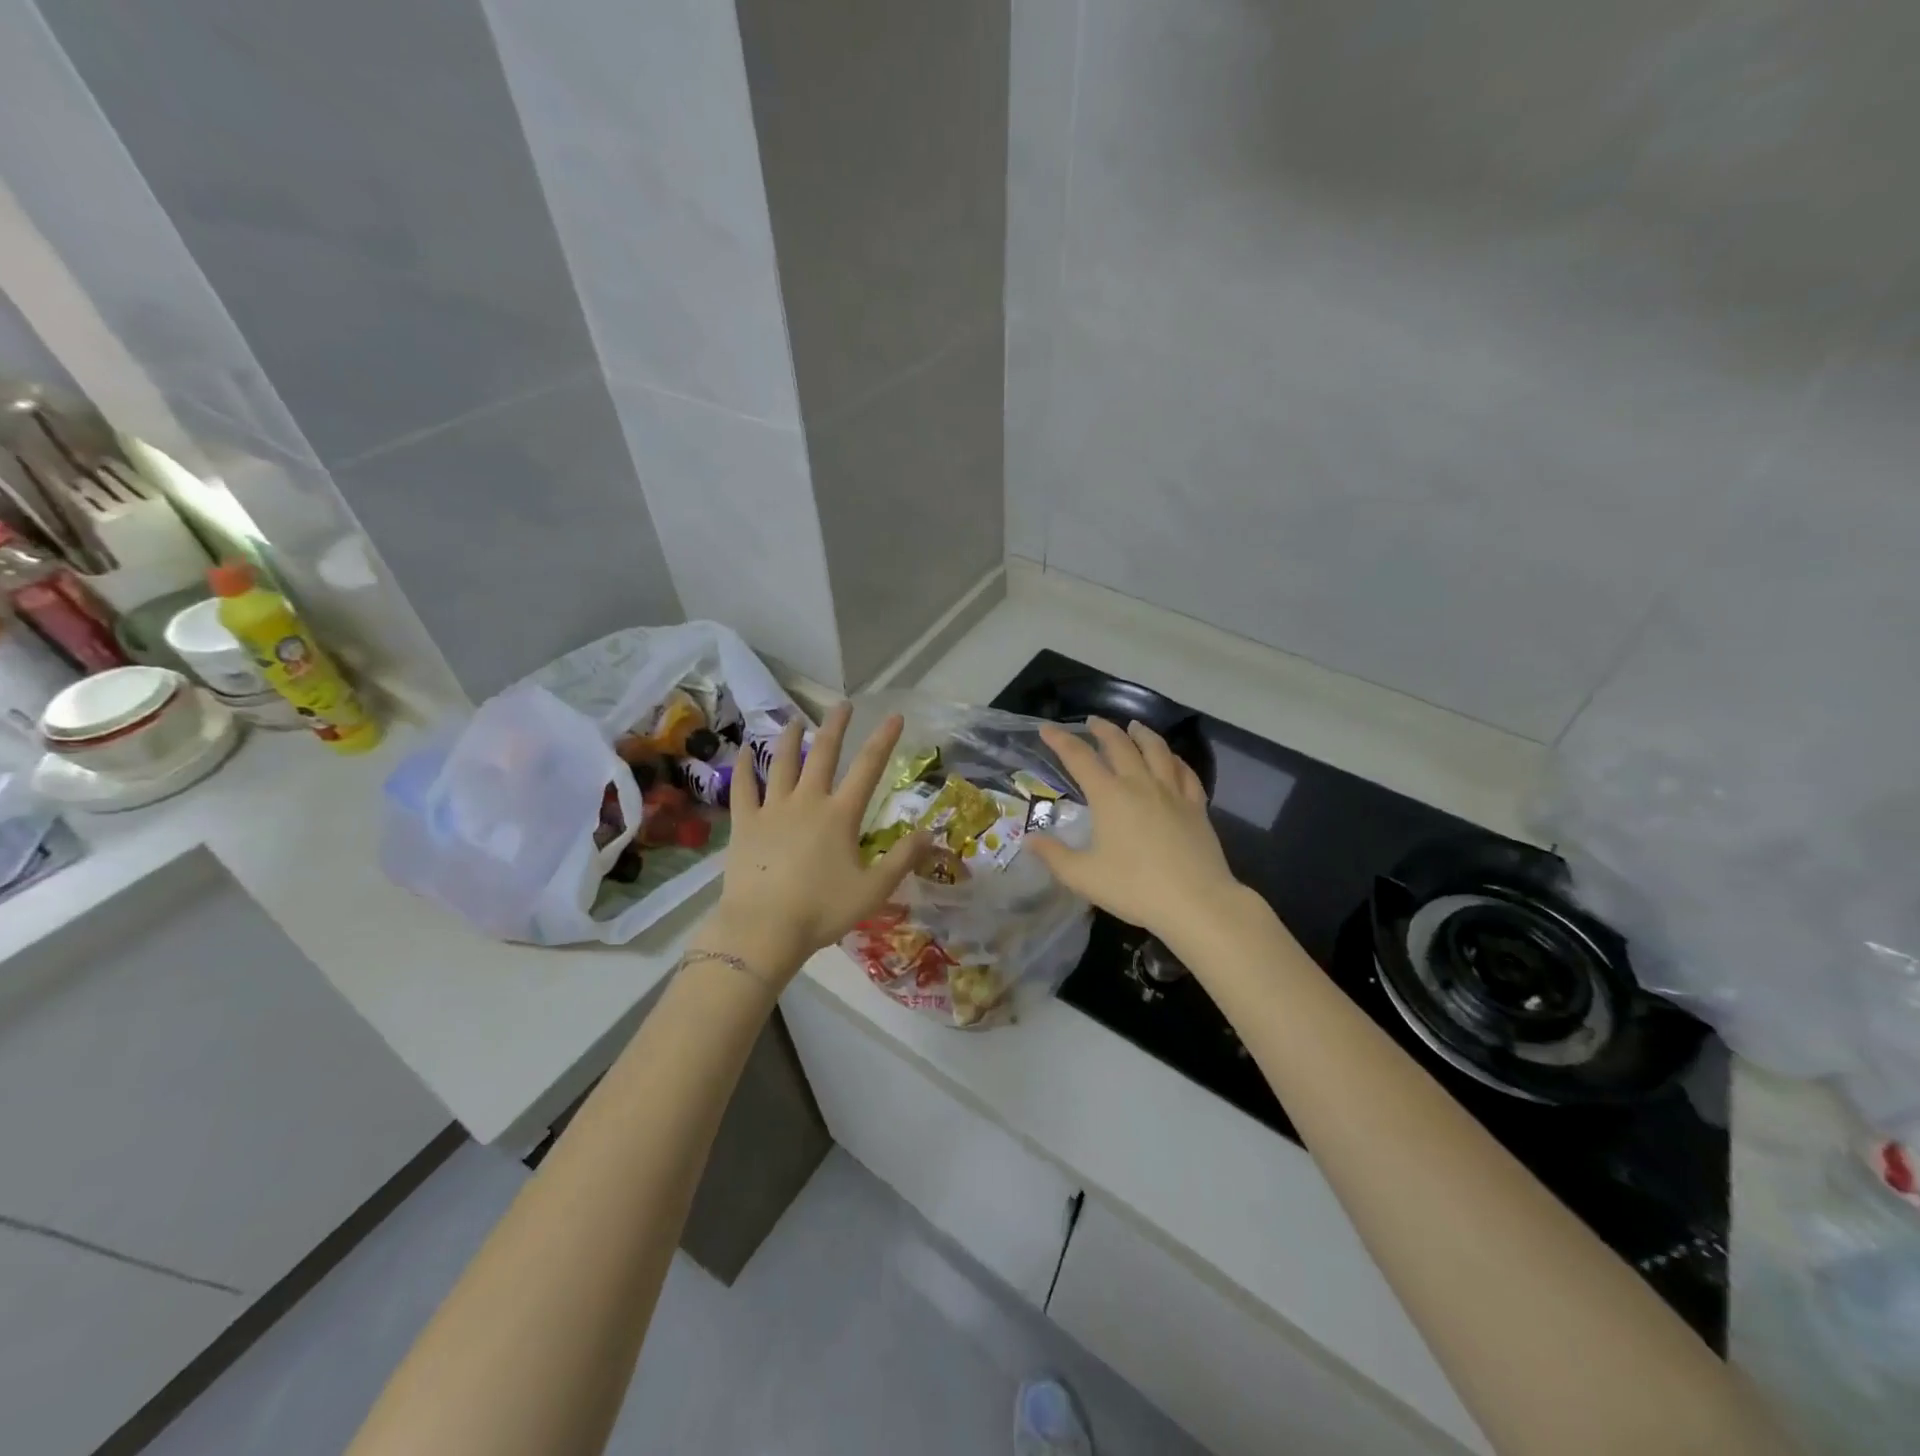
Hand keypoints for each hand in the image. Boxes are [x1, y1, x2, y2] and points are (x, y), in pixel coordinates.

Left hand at [703, 703, 928, 985]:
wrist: (763, 928)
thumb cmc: (822, 910)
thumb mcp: (874, 890)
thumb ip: (903, 859)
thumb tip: (930, 832)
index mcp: (840, 815)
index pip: (868, 768)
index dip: (884, 739)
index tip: (894, 716)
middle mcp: (807, 801)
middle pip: (823, 753)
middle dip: (836, 726)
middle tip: (843, 705)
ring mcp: (773, 809)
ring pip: (782, 763)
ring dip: (790, 739)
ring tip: (796, 721)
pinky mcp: (745, 823)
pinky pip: (744, 788)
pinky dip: (745, 767)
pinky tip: (745, 752)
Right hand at [1026, 718, 1242, 946]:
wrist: (1196, 902)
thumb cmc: (1134, 888)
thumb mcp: (1083, 877)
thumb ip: (1054, 856)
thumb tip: (1030, 840)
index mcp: (1109, 796)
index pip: (1079, 758)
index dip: (1061, 741)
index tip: (1047, 729)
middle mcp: (1140, 784)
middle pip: (1120, 745)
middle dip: (1103, 730)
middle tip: (1092, 722)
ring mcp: (1172, 792)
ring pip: (1157, 750)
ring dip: (1142, 734)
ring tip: (1134, 726)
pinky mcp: (1196, 806)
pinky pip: (1186, 772)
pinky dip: (1175, 759)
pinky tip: (1172, 760)